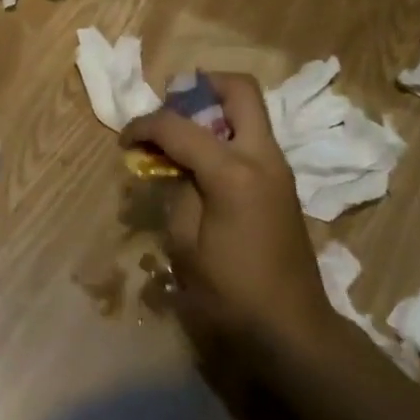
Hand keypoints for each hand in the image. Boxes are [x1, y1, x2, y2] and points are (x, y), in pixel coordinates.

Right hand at [118, 73, 331, 361]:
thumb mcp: (185, 245)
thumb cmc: (232, 295)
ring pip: (249, 109)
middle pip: (239, 89)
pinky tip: (201, 162)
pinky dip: (224, 133)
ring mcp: (278, 167)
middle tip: (171, 107)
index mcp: (234, 173)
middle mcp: (262, 157)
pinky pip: (252, 136)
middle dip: (200, 87)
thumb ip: (177, 191)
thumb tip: (174, 166)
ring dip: (214, 108)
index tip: (125, 139)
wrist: (294, 332)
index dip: (145, 125)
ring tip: (181, 135)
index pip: (179, 127)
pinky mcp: (282, 182)